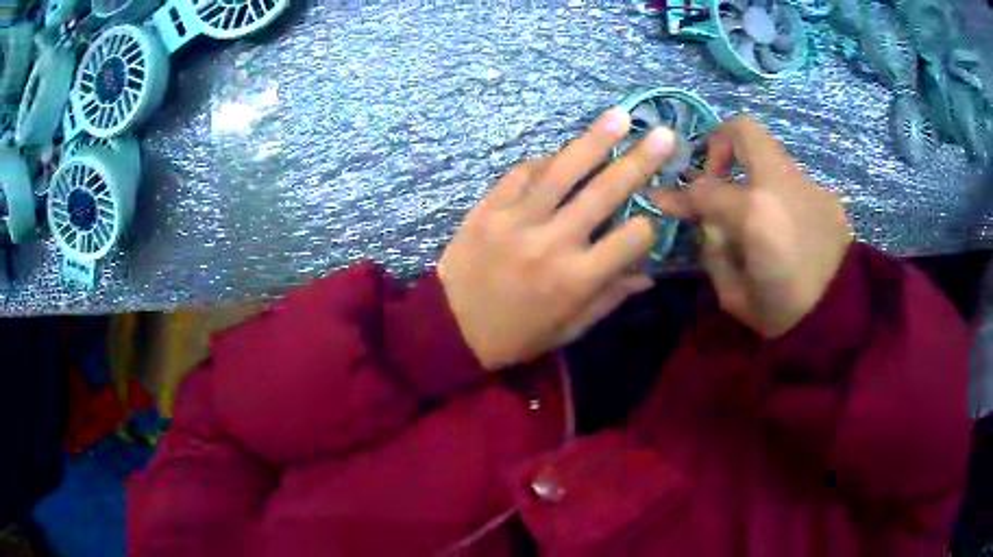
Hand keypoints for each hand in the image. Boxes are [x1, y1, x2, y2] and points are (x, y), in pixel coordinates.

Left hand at [438, 109, 675, 369]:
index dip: (648, 227)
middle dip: (640, 160)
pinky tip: (559, 155)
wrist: (451, 329)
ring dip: (594, 140)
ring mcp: (517, 220)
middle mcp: (553, 243)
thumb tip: (647, 275)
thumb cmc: (517, 335)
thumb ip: (610, 298)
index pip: (631, 238)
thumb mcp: (569, 329)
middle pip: (605, 192)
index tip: (648, 222)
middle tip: (663, 134)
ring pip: (563, 171)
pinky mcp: (488, 208)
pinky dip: (544, 161)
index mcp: (578, 279)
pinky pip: (522, 173)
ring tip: (619, 116)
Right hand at [653, 117, 852, 337]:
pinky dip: (779, 197)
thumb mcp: (733, 295)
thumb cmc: (784, 316)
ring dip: (753, 176)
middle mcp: (782, 185)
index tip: (665, 199)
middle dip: (720, 146)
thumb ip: (713, 250)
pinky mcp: (828, 197)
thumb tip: (705, 221)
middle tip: (716, 178)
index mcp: (756, 213)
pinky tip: (785, 230)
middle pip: (744, 131)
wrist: (842, 322)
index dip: (680, 194)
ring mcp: (810, 186)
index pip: (705, 187)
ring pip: (771, 157)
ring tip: (753, 215)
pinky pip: (793, 183)